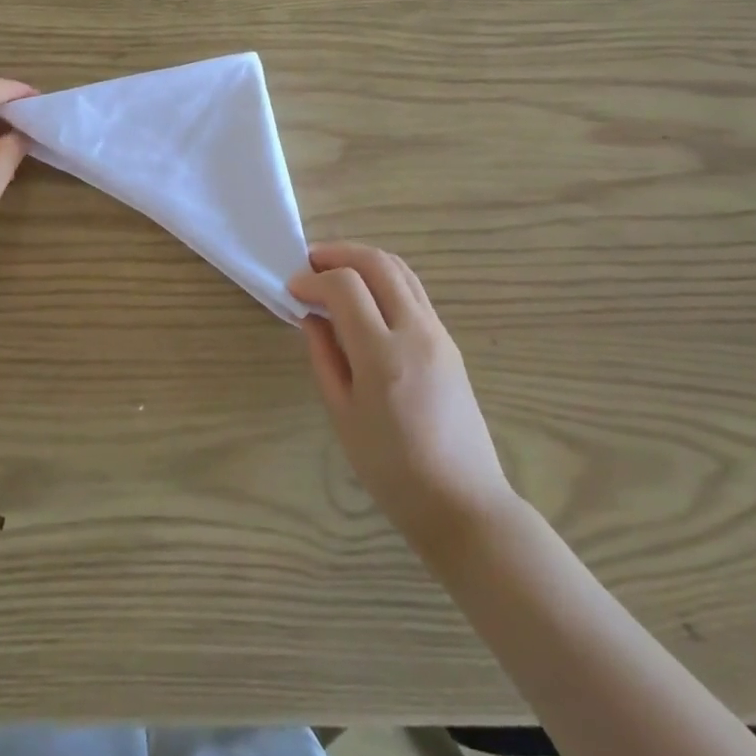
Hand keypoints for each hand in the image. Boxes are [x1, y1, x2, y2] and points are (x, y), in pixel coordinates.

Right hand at [291, 243, 513, 558]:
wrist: (462, 502)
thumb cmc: (392, 470)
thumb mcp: (343, 416)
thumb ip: (324, 358)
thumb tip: (312, 316)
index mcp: (383, 356)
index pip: (345, 286)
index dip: (313, 279)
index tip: (292, 289)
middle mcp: (415, 332)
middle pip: (377, 263)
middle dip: (339, 253)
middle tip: (310, 263)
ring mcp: (438, 333)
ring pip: (400, 269)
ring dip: (364, 260)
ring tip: (334, 271)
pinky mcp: (449, 340)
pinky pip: (413, 291)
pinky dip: (384, 278)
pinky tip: (364, 297)